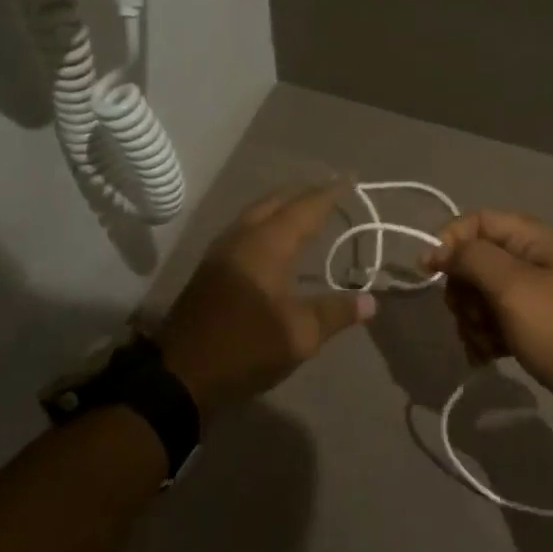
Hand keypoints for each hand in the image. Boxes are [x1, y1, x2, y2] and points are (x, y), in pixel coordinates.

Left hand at [157, 184, 375, 413]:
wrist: (181, 373)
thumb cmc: (245, 347)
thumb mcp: (300, 335)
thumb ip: (336, 312)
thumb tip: (371, 301)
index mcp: (266, 245)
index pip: (304, 208)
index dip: (329, 193)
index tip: (350, 178)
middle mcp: (241, 238)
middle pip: (275, 202)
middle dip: (304, 194)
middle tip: (331, 191)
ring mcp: (220, 252)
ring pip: (255, 214)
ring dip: (282, 207)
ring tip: (305, 210)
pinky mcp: (210, 269)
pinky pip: (244, 230)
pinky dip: (266, 223)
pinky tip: (274, 240)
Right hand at [427, 211, 552, 416]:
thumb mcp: (513, 286)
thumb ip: (471, 258)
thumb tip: (436, 249)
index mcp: (535, 239)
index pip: (478, 221)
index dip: (451, 242)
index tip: (432, 272)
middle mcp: (534, 260)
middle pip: (475, 261)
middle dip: (463, 291)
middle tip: (472, 315)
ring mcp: (534, 296)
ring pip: (480, 295)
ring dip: (472, 320)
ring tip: (485, 343)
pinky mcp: (533, 327)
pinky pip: (494, 322)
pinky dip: (485, 337)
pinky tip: (487, 357)